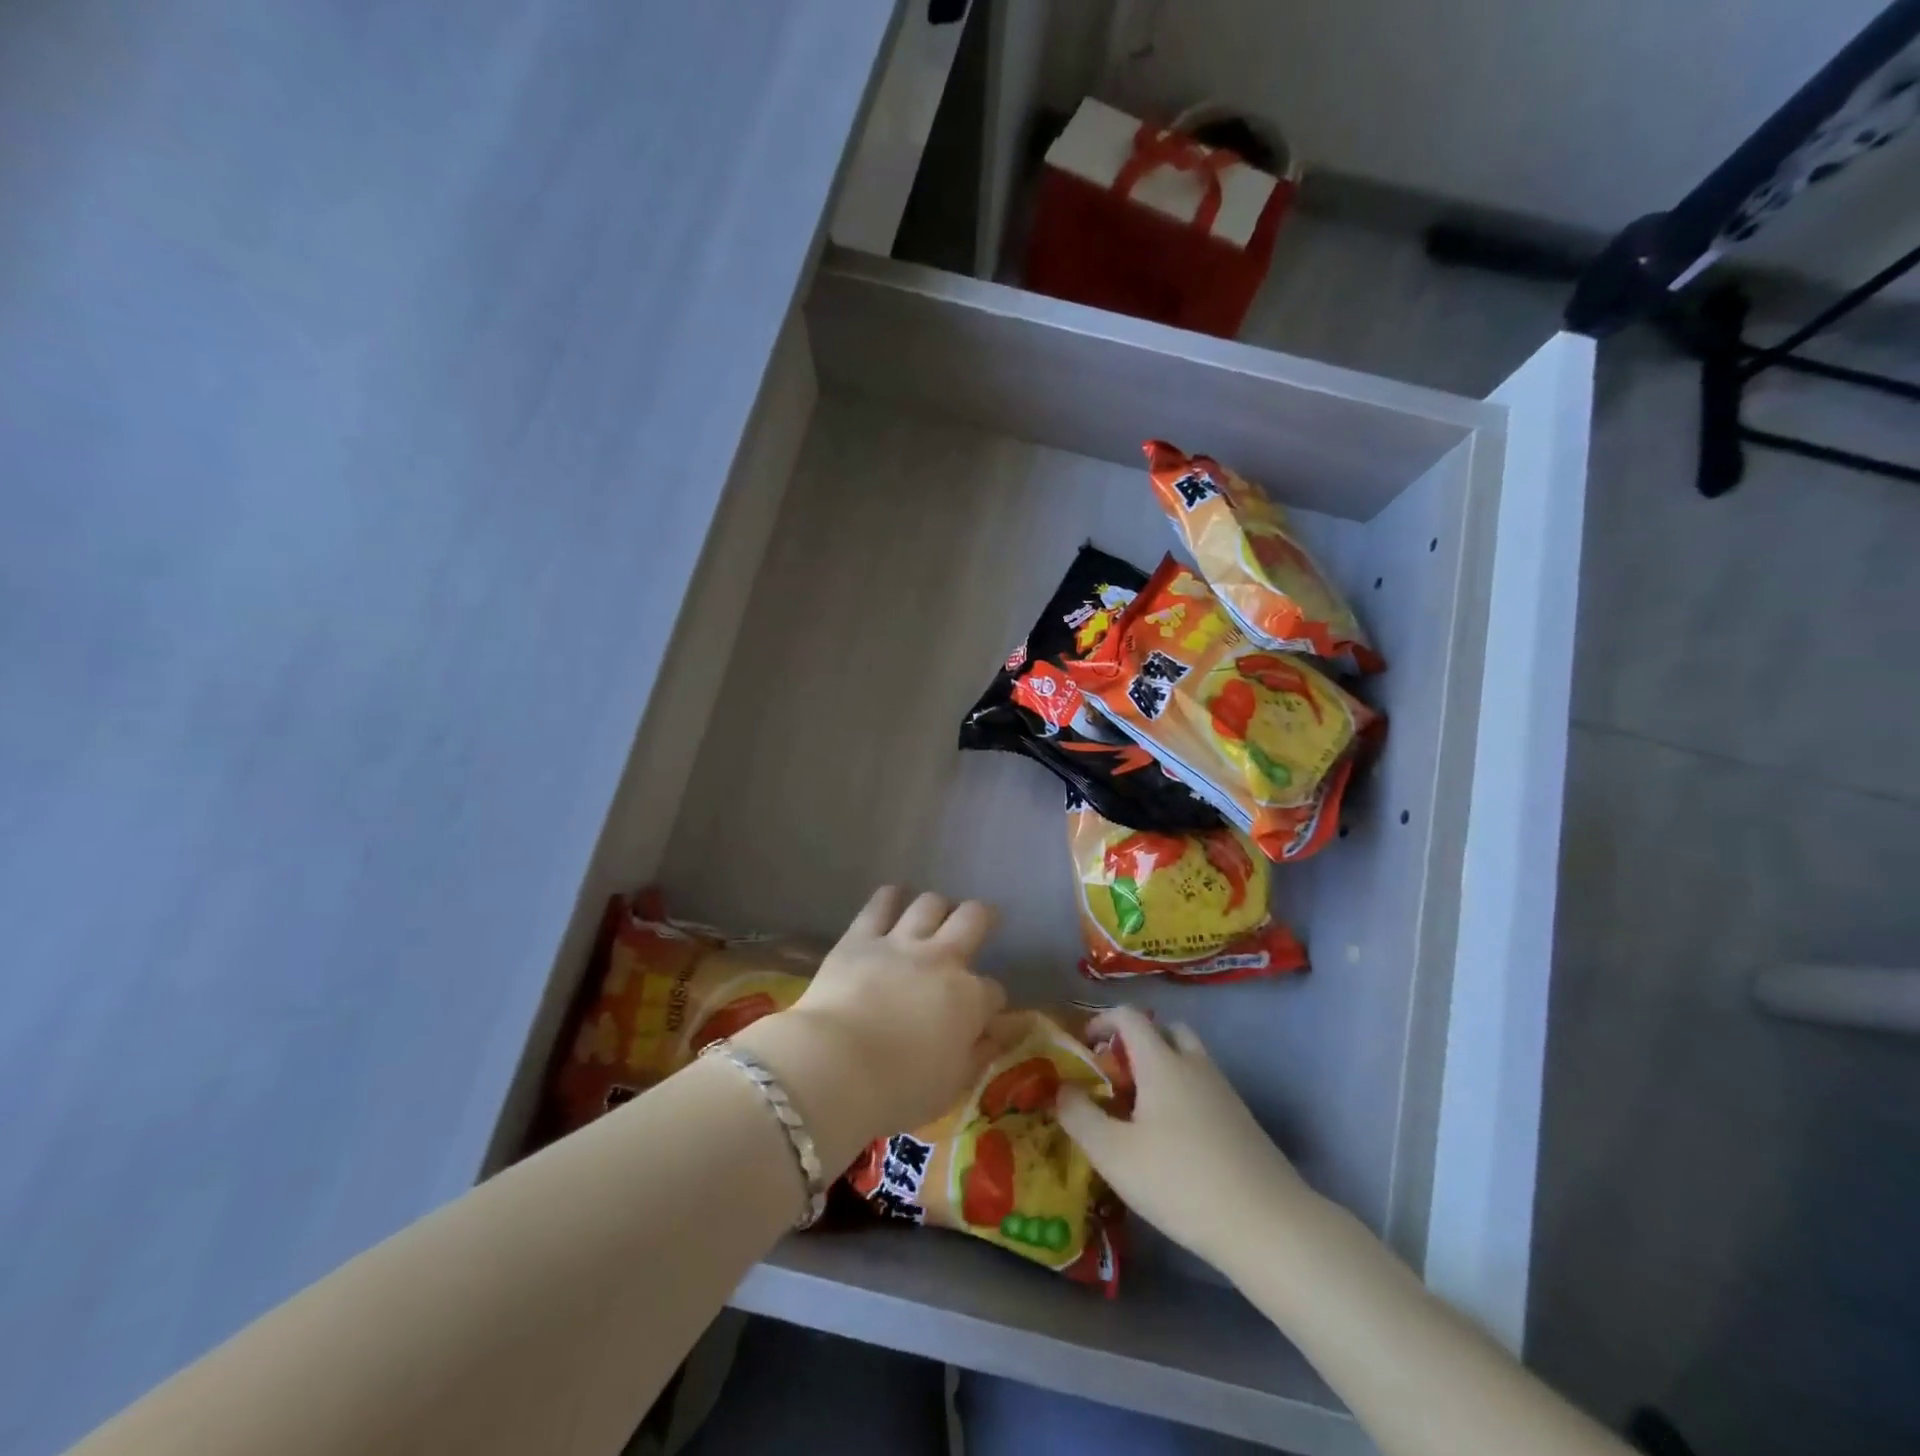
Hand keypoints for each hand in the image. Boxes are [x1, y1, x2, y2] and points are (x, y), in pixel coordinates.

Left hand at [734, 887, 1009, 1167]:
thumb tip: (1009, 1030)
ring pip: (930, 903)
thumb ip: (983, 1052)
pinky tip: (893, 896)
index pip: (993, 992)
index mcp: (969, 998)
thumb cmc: (898, 1089)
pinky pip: (880, 904)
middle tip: (980, 921)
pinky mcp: (860, 937)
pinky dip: (890, 897)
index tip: (984, 1016)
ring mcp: (900, 943)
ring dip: (938, 906)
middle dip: (982, 917)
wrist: (835, 1067)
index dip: (991, 1003)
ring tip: (936, 912)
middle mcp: (942, 959)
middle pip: (973, 919)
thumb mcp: (953, 1083)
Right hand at [1057, 1007, 1317, 1277]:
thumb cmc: (1180, 1181)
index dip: (1102, 1022)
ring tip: (1141, 1112)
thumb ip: (1080, 1116)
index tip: (1083, 1048)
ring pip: (1188, 1060)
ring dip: (1162, 1070)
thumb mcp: (1114, 1154)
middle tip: (1116, 1078)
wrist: (1267, 1224)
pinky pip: (1204, 1088)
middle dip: (1136, 1044)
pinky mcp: (1242, 1121)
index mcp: (1161, 1061)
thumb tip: (1061, 1089)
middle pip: (1165, 1031)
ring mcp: (1224, 1091)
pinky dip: (1183, 1096)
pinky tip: (1173, 1141)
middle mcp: (1194, 1064)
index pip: (1129, 1017)